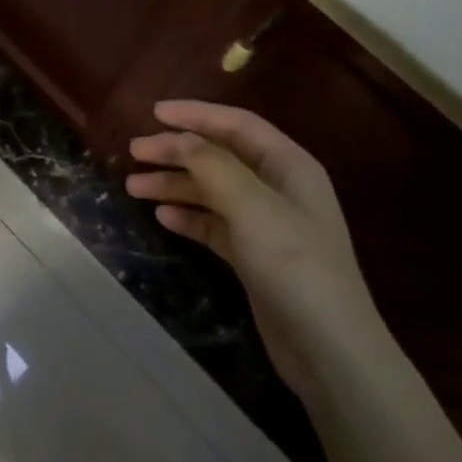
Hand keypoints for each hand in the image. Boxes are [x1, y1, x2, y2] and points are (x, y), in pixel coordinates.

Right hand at [128, 101, 387, 395]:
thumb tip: (177, 138)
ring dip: (175, 184)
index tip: (153, 113)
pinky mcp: (254, 256)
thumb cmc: (294, 266)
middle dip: (177, 151)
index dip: (196, 115)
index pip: (238, 125)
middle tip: (134, 152)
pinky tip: (162, 216)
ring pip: (212, 191)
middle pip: (220, 157)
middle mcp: (278, 188)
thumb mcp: (253, 207)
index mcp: (289, 166)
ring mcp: (266, 224)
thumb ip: (213, 166)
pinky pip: (214, 224)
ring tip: (133, 187)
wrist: (328, 348)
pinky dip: (189, 217)